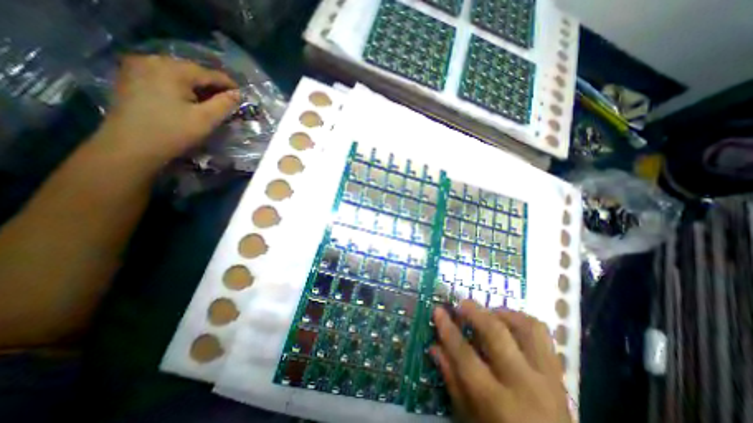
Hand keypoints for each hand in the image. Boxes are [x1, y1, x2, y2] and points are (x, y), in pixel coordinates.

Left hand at [97, 54, 237, 163]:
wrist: (131, 147)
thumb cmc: (173, 132)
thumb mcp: (206, 119)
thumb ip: (224, 104)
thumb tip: (237, 94)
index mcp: (171, 69)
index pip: (208, 73)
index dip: (228, 84)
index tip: (242, 95)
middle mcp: (152, 61)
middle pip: (192, 71)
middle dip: (212, 86)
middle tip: (228, 101)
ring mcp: (137, 67)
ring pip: (178, 74)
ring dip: (197, 87)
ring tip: (211, 101)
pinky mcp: (131, 78)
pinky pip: (165, 78)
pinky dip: (181, 87)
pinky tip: (189, 100)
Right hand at [433, 300, 568, 422]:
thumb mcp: (469, 419)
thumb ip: (452, 380)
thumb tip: (434, 346)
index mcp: (497, 403)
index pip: (465, 355)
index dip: (448, 330)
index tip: (438, 311)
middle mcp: (524, 385)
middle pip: (496, 333)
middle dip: (474, 312)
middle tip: (461, 304)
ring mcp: (546, 378)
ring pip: (525, 327)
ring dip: (501, 313)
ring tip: (487, 313)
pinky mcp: (558, 373)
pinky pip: (542, 334)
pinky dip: (521, 320)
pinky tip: (507, 323)